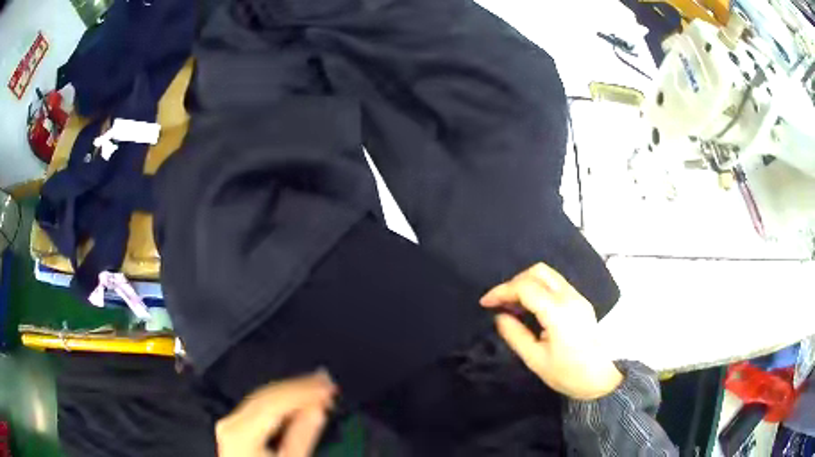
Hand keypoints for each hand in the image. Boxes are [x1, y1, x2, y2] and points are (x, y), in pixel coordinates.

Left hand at [216, 371, 336, 456]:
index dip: (302, 392)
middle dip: (298, 387)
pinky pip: (258, 406)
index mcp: (240, 433)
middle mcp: (231, 423)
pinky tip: (297, 399)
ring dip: (291, 391)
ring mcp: (231, 423)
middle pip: (266, 397)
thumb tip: (317, 408)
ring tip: (317, 386)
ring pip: (262, 398)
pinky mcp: (235, 426)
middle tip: (325, 381)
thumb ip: (302, 437)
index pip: (273, 403)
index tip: (326, 387)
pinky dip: (280, 401)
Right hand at [480, 263, 622, 399]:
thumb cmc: (567, 374)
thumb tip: (499, 316)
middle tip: (500, 302)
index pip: (526, 287)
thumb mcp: (535, 360)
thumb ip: (515, 334)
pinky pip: (556, 284)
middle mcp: (570, 297)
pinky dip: (538, 288)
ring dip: (527, 283)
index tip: (485, 303)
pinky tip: (530, 307)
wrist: (600, 379)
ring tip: (512, 305)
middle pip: (539, 271)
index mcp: (558, 312)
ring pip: (548, 275)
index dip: (502, 291)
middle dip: (514, 282)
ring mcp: (578, 297)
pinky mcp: (581, 301)